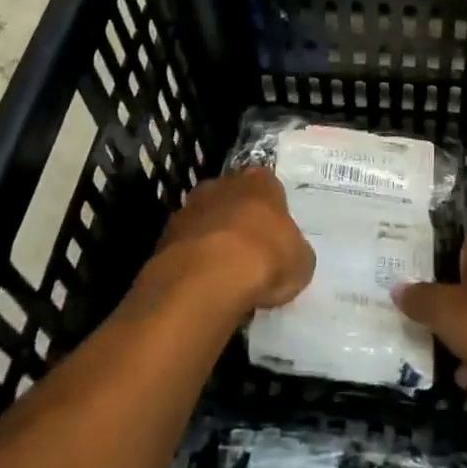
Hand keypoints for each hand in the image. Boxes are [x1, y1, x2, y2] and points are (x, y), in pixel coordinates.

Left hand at [152, 167, 314, 312]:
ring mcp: (189, 208)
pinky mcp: (165, 236)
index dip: (272, 211)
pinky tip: (203, 285)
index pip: (269, 186)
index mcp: (260, 181)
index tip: (275, 235)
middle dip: (239, 219)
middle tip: (250, 252)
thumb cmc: (264, 259)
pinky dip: (193, 261)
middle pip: (234, 198)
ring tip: (224, 274)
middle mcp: (222, 184)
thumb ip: (295, 251)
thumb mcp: (301, 262)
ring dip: (213, 239)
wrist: (206, 279)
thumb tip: (290, 256)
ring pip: (206, 220)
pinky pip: (186, 246)